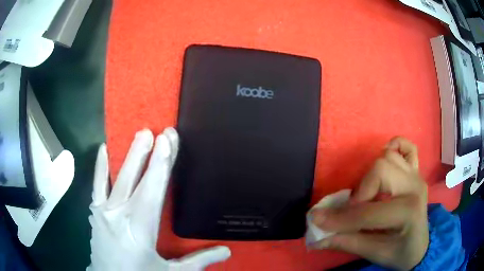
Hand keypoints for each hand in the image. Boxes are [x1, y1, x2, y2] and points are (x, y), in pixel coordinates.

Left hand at [87, 128, 230, 270]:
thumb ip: (197, 262)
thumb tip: (227, 251)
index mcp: (139, 230)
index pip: (153, 191)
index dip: (161, 165)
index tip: (168, 140)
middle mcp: (119, 215)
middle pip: (135, 179)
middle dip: (148, 153)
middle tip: (159, 131)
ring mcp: (103, 212)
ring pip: (117, 178)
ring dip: (129, 155)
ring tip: (141, 134)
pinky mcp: (95, 213)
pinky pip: (97, 185)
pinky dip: (100, 166)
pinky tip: (103, 148)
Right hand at [311, 137, 427, 270]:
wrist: (420, 247)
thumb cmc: (400, 253)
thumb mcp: (374, 253)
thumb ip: (346, 243)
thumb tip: (317, 237)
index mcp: (408, 211)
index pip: (368, 212)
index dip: (340, 218)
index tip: (317, 220)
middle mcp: (414, 186)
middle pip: (381, 169)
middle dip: (361, 191)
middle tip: (353, 210)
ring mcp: (416, 175)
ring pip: (388, 156)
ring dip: (371, 175)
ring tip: (368, 196)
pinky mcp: (416, 171)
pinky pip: (408, 147)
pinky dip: (395, 147)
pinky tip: (387, 161)